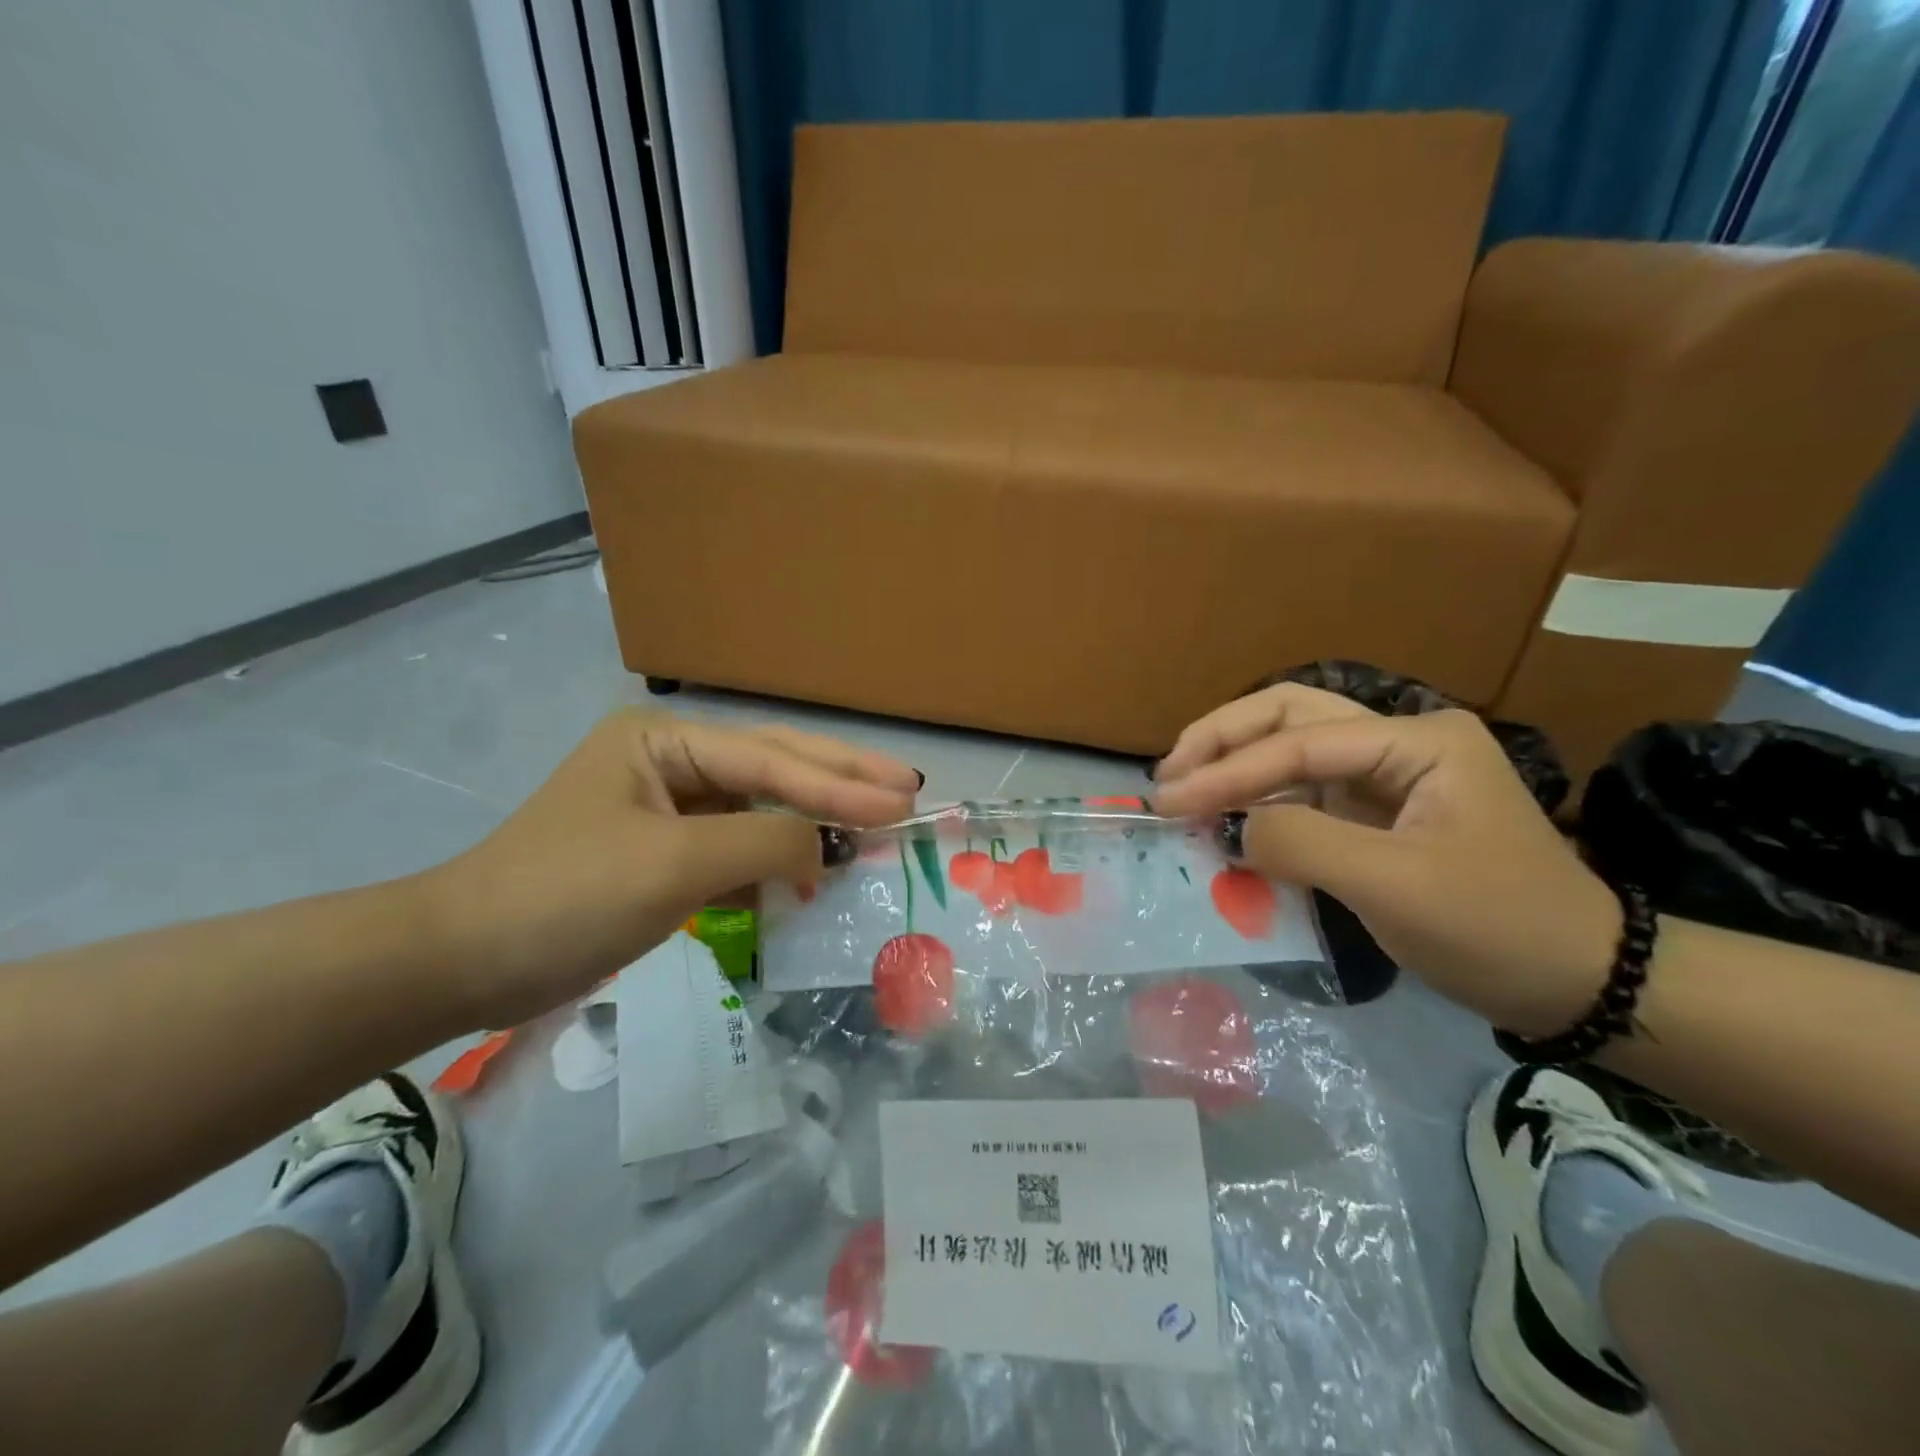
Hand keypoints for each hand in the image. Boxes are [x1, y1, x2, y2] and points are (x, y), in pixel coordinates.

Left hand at [421, 711, 919, 1026]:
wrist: (463, 963)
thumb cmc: (566, 896)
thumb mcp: (674, 864)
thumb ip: (764, 843)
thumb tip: (825, 848)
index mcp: (665, 741)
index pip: (771, 761)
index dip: (841, 784)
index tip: (904, 802)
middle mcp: (672, 761)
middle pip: (775, 767)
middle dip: (842, 781)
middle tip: (908, 789)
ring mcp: (669, 807)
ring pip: (762, 807)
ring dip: (815, 821)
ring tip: (877, 824)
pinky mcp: (665, 853)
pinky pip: (738, 847)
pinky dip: (777, 860)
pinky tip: (814, 870)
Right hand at [1150, 684, 1616, 1035]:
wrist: (1577, 982)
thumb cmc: (1497, 927)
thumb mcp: (1395, 886)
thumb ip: (1301, 845)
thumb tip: (1225, 828)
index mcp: (1417, 741)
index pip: (1298, 743)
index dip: (1227, 771)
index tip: (1168, 801)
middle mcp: (1398, 742)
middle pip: (1290, 716)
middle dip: (1223, 739)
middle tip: (1169, 773)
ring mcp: (1386, 776)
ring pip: (1291, 746)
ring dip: (1234, 762)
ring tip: (1183, 788)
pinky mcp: (1374, 813)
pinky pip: (1301, 792)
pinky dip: (1256, 799)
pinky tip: (1223, 817)